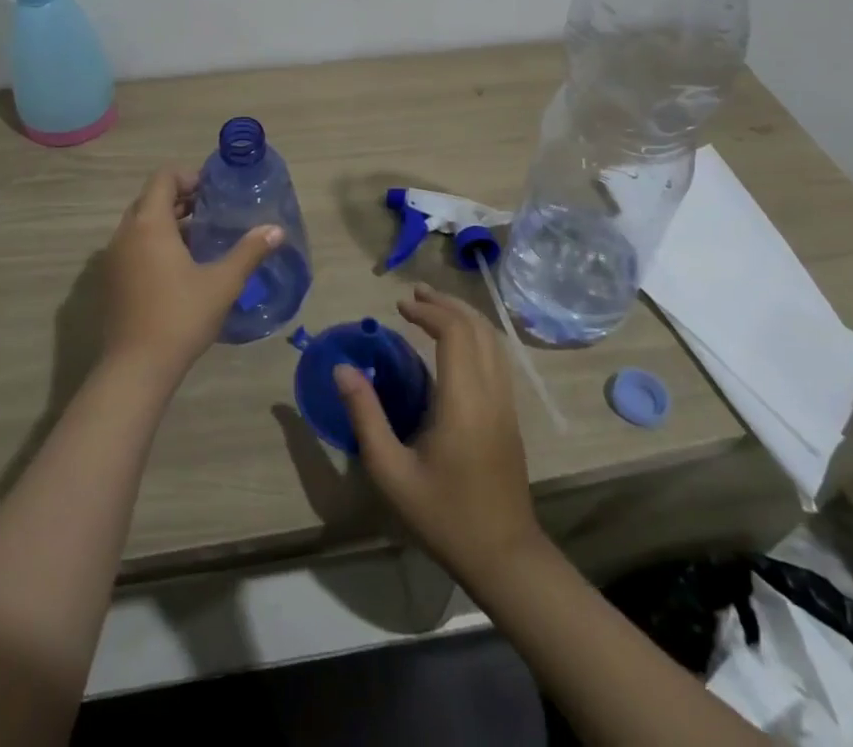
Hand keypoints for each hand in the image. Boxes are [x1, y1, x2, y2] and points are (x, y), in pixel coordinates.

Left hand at [98, 167, 280, 387]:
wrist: (135, 369)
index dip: (188, 177)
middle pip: (150, 199)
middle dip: (179, 199)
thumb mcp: (222, 283)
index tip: (213, 191)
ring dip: (166, 222)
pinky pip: (132, 246)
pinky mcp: (110, 281)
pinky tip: (179, 267)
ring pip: (140, 224)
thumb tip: (276, 230)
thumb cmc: (180, 316)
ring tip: (200, 238)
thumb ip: (249, 252)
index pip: (163, 178)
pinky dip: (153, 244)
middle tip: (211, 211)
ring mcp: (113, 259)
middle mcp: (125, 234)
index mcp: (149, 224)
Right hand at [336, 284, 543, 583]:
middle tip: (413, 295)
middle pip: (477, 327)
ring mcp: (506, 403)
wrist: (504, 556)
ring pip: (493, 340)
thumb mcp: (391, 471)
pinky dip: (476, 335)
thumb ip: (365, 416)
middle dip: (445, 304)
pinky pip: (497, 357)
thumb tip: (342, 369)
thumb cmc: (443, 515)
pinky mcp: (511, 414)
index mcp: (464, 400)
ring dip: (463, 316)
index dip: (428, 311)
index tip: (400, 306)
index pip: (454, 332)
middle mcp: (491, 392)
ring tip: (432, 308)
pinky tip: (455, 343)